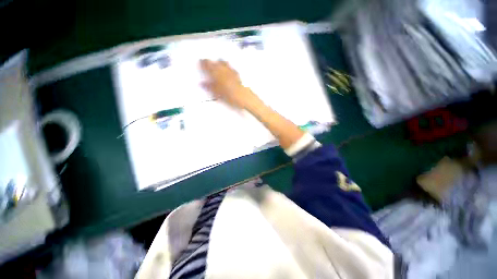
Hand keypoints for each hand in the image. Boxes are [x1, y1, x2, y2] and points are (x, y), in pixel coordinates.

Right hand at [200, 59, 255, 109]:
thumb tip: (202, 83)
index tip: (200, 62)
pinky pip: (231, 68)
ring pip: (224, 63)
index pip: (208, 65)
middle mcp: (224, 70)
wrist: (243, 97)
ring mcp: (231, 71)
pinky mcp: (237, 75)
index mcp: (216, 73)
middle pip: (216, 62)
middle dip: (211, 62)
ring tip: (217, 64)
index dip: (203, 63)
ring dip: (219, 63)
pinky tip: (227, 70)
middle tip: (207, 63)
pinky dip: (227, 67)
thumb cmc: (229, 96)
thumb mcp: (217, 93)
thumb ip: (209, 87)